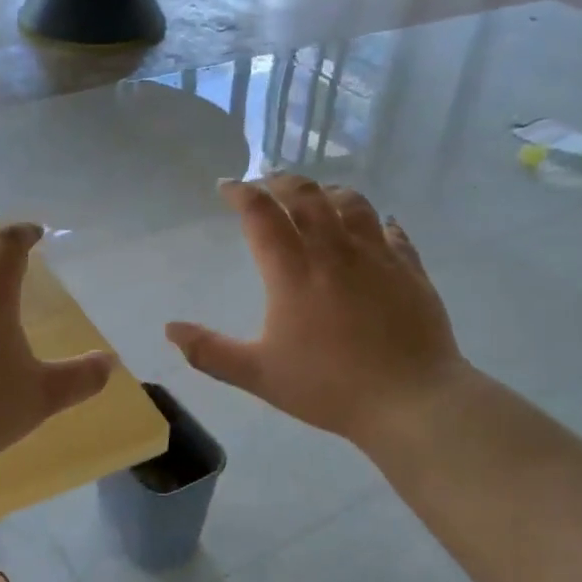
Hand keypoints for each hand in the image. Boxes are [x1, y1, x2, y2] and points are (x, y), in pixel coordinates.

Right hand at [165, 176, 476, 457]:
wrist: (411, 400)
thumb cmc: (329, 387)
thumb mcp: (259, 375)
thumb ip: (210, 351)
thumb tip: (170, 330)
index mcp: (293, 271)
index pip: (261, 213)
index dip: (240, 193)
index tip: (227, 186)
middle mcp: (334, 250)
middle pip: (307, 195)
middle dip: (282, 182)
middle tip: (268, 182)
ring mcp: (377, 255)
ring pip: (352, 203)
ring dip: (328, 193)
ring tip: (319, 197)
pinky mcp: (410, 269)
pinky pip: (393, 232)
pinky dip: (378, 222)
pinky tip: (378, 227)